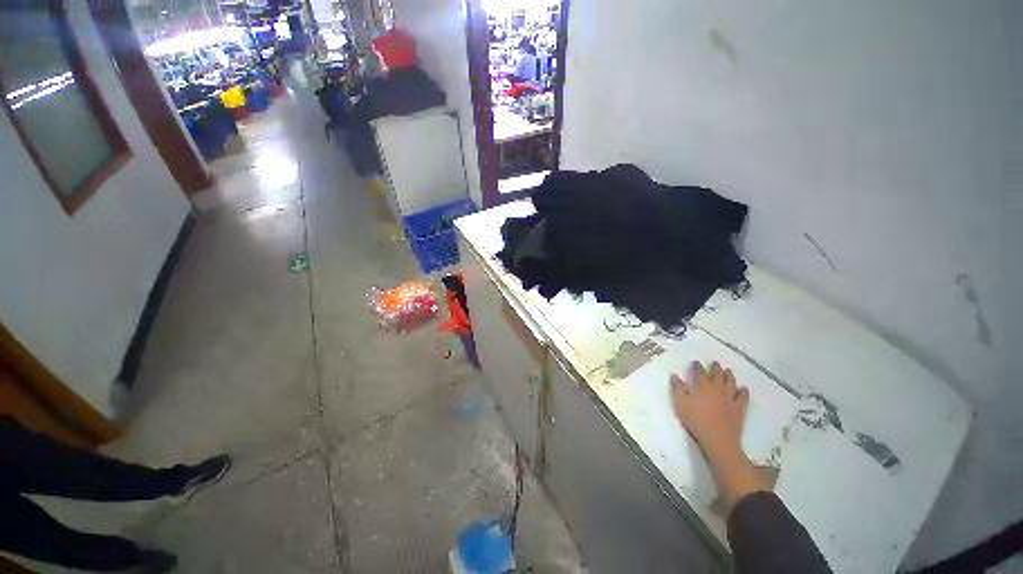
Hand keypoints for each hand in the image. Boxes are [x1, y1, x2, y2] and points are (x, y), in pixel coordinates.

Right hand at [671, 361, 767, 513]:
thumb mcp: (680, 403)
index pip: (699, 372)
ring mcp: (729, 398)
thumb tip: (674, 375)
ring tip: (728, 371)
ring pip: (730, 383)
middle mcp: (716, 388)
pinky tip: (743, 389)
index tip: (696, 362)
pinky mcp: (739, 408)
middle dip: (715, 368)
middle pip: (716, 375)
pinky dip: (743, 391)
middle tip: (715, 363)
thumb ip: (677, 388)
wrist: (717, 439)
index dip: (697, 366)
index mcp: (701, 386)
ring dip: (729, 376)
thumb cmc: (695, 420)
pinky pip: (742, 397)